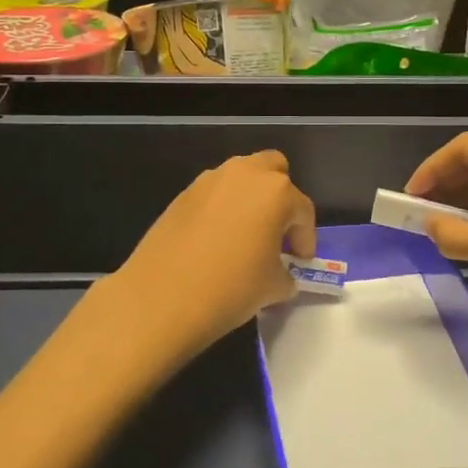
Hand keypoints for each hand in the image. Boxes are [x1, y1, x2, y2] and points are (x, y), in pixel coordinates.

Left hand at [110, 151, 317, 358]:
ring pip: (241, 177)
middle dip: (281, 198)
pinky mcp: (183, 193)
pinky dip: (222, 209)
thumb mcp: (273, 287)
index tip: (301, 262)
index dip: (306, 239)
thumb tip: (281, 274)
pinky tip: (215, 241)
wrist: (161, 297)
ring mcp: (210, 180)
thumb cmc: (230, 288)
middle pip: (274, 170)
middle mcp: (245, 174)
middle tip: (277, 234)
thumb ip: (285, 274)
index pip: (303, 210)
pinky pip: (214, 194)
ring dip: (250, 199)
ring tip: (245, 236)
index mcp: (276, 192)